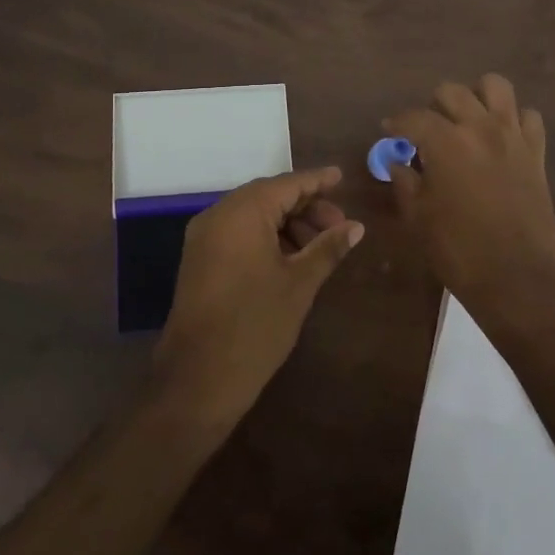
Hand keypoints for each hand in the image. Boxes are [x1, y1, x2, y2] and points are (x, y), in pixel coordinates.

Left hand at [153, 167, 363, 427]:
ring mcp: (204, 238)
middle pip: (269, 197)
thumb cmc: (256, 325)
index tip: (341, 177)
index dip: (317, 181)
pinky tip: (292, 258)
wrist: (198, 378)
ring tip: (320, 247)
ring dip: (288, 225)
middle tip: (339, 226)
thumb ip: (328, 248)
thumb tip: (356, 227)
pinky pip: (238, 234)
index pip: (287, 184)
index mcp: (242, 212)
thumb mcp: (299, 284)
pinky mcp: (200, 260)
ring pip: (254, 216)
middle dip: (306, 207)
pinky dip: (266, 237)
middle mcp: (218, 215)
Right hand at [385, 74, 554, 332]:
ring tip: (466, 121)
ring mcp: (513, 136)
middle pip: (452, 92)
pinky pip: (528, 116)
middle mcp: (480, 127)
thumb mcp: (418, 218)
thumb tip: (399, 163)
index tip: (389, 132)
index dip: (396, 123)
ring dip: (476, 97)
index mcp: (445, 142)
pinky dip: (513, 119)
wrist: (518, 278)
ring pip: (495, 87)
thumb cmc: (459, 251)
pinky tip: (501, 138)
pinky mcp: (537, 152)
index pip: (413, 117)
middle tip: (426, 131)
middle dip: (433, 107)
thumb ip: (405, 182)